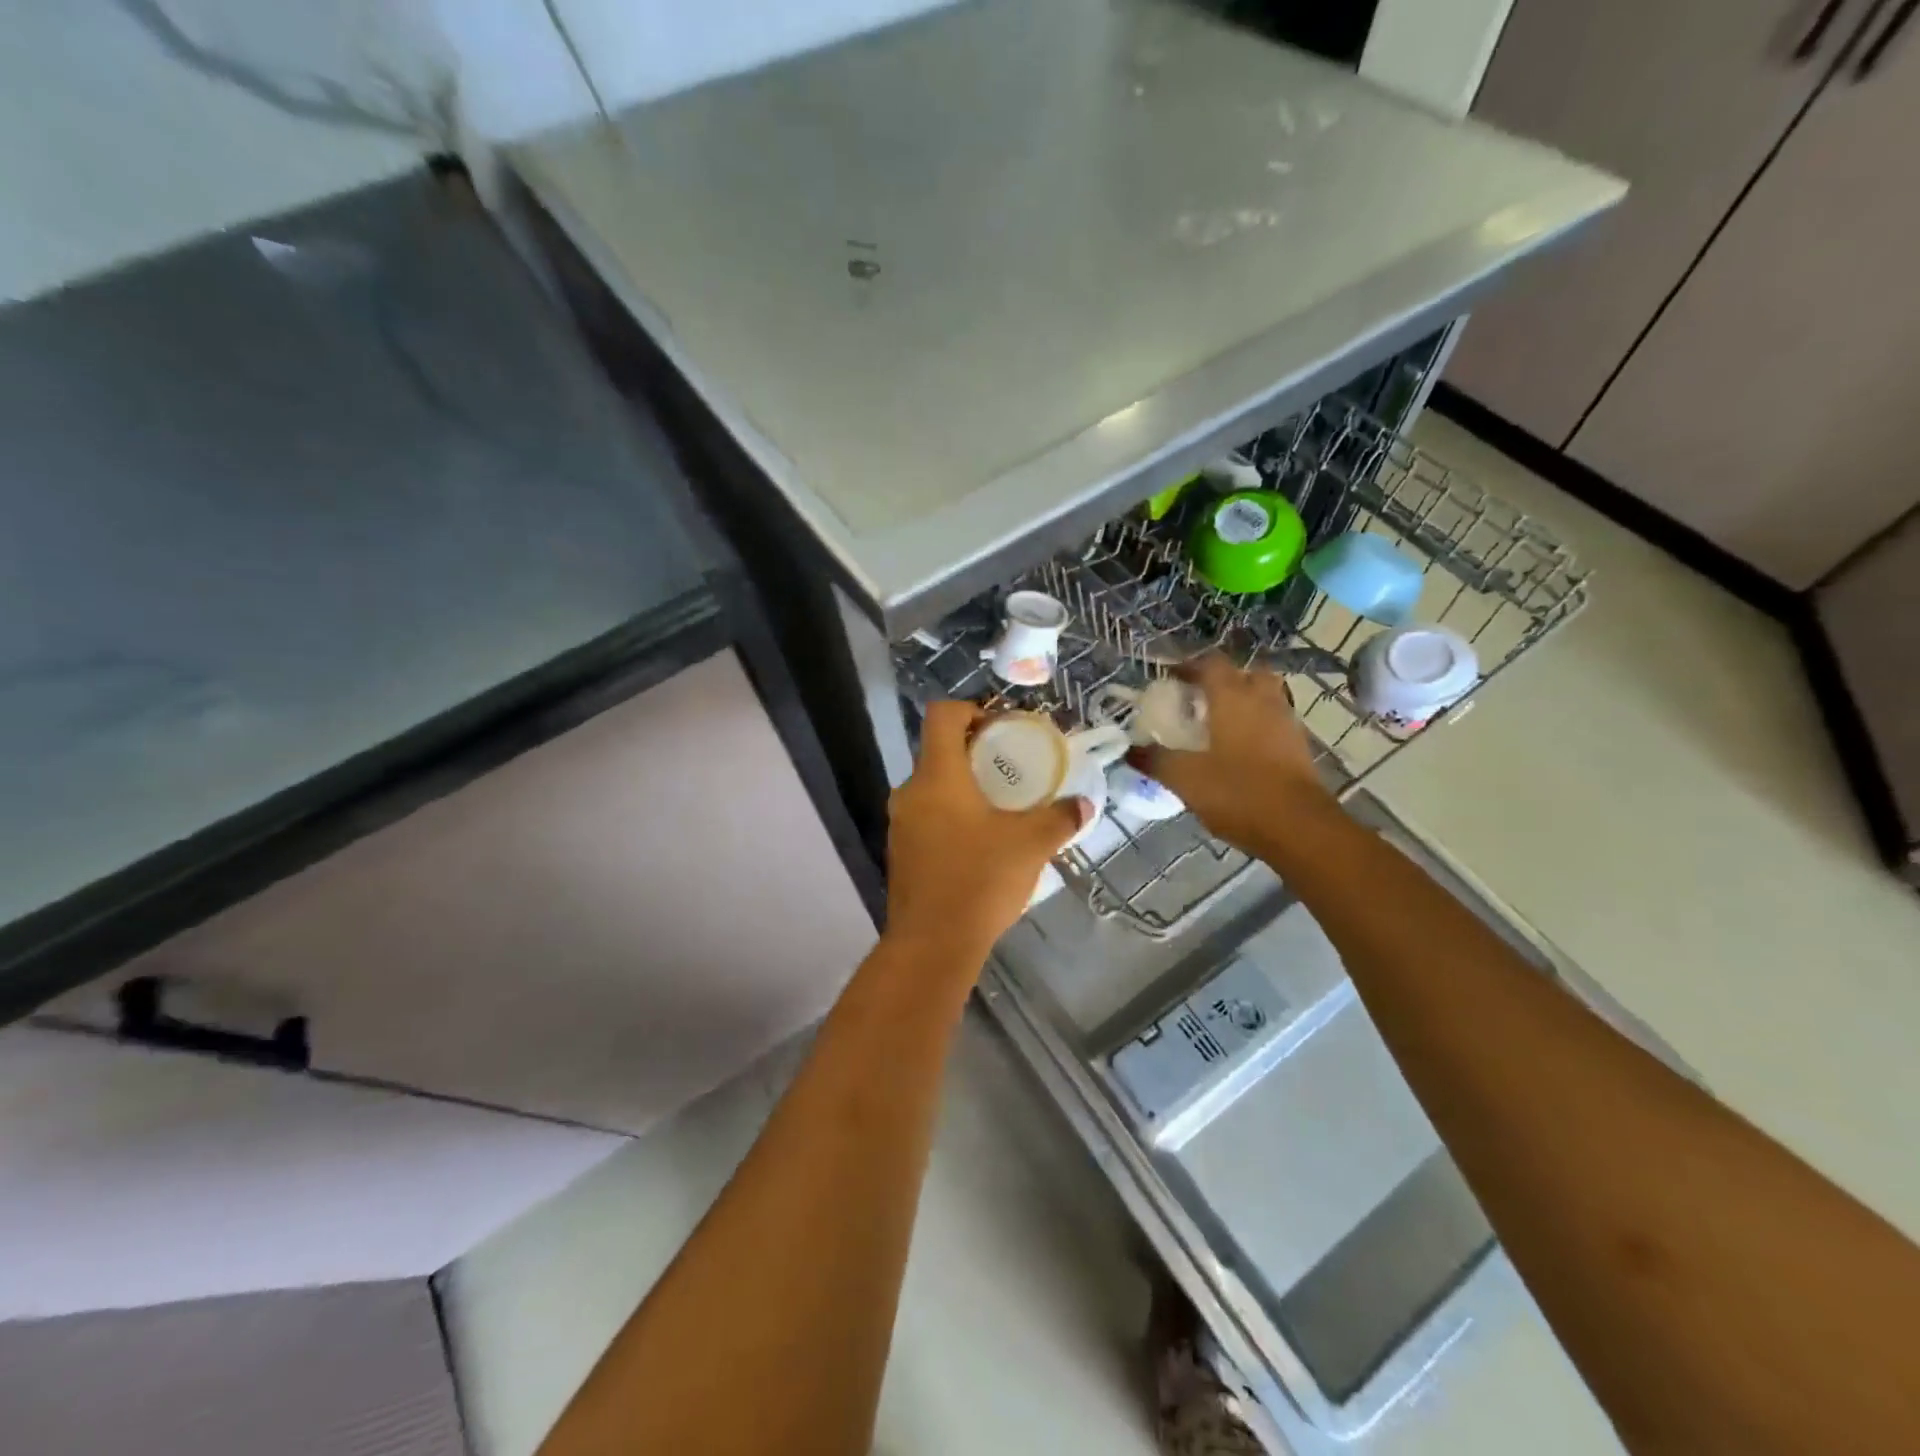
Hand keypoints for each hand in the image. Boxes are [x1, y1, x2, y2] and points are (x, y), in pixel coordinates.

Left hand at [885, 701, 1091, 961]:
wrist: (932, 945)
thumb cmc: (980, 880)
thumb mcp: (1031, 844)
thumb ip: (1059, 818)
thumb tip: (1083, 804)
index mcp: (937, 776)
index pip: (942, 715)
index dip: (970, 709)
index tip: (1000, 727)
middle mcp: (910, 792)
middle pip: (937, 751)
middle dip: (974, 753)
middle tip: (1010, 769)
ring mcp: (900, 824)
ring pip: (932, 787)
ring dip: (963, 787)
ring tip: (1000, 807)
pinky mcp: (900, 852)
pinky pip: (926, 817)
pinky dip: (951, 815)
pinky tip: (979, 842)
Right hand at [1133, 657, 1333, 856]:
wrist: (1299, 826)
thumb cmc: (1238, 792)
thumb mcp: (1184, 778)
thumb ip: (1155, 760)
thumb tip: (1130, 750)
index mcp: (1232, 697)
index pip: (1211, 664)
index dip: (1189, 666)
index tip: (1170, 680)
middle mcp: (1263, 700)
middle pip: (1245, 673)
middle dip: (1223, 680)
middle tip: (1200, 699)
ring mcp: (1286, 722)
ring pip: (1264, 697)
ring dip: (1243, 702)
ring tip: (1218, 724)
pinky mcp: (1298, 747)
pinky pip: (1274, 722)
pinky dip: (1256, 726)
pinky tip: (1239, 751)